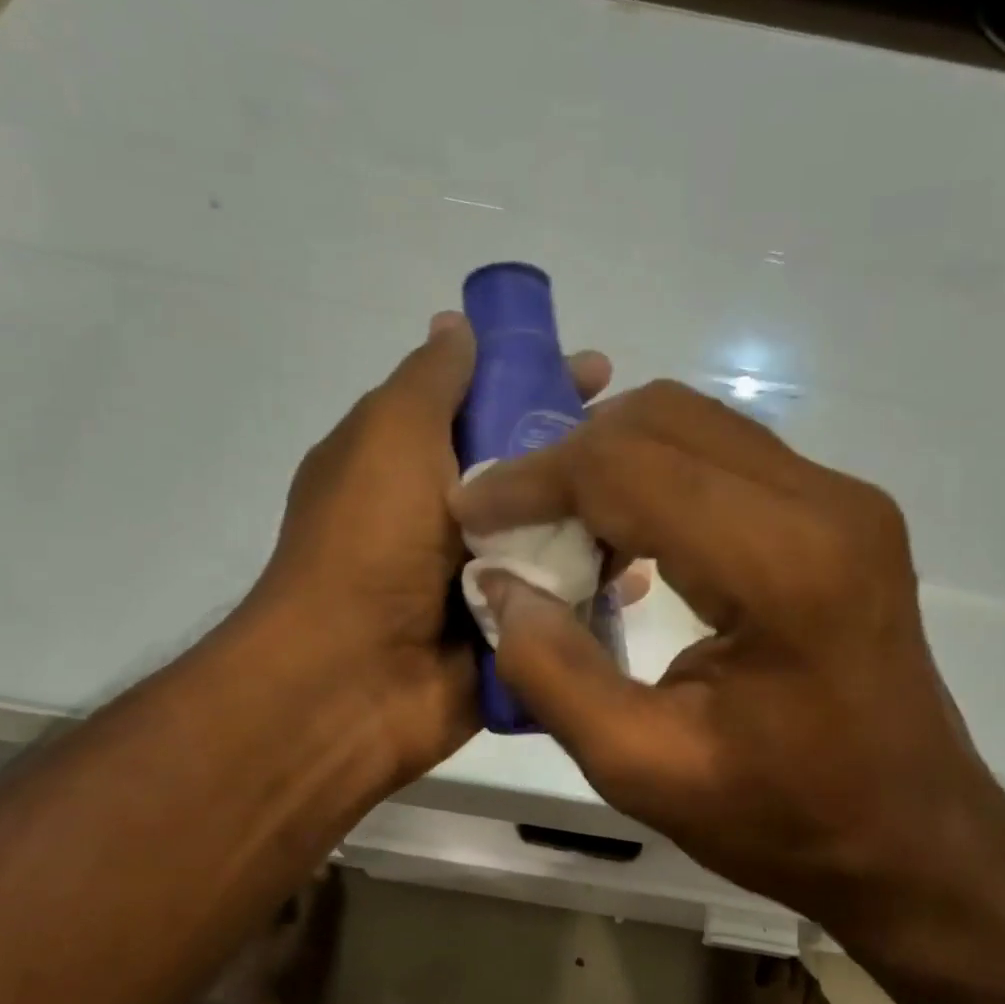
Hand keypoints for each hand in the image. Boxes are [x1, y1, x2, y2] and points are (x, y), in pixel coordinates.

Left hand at [255, 313, 613, 787]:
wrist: (353, 678)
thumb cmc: (368, 543)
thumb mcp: (390, 436)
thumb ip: (431, 380)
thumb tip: (455, 325)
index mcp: (409, 464)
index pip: (485, 405)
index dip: (538, 380)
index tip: (597, 372)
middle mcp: (445, 518)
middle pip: (529, 473)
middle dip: (581, 456)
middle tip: (637, 447)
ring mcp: (479, 579)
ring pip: (555, 537)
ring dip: (598, 523)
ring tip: (651, 510)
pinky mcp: (508, 631)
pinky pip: (563, 602)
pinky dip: (597, 590)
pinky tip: (639, 578)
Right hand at [449, 381, 1003, 931]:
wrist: (910, 835)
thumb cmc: (783, 817)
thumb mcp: (642, 769)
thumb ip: (554, 672)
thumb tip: (501, 586)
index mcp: (782, 564)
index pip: (628, 468)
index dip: (534, 479)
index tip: (472, 509)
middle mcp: (824, 502)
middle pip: (662, 420)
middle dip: (568, 459)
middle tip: (513, 520)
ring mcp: (843, 498)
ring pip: (694, 427)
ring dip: (611, 464)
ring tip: (559, 530)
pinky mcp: (842, 513)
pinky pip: (725, 458)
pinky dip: (656, 479)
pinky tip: (626, 540)